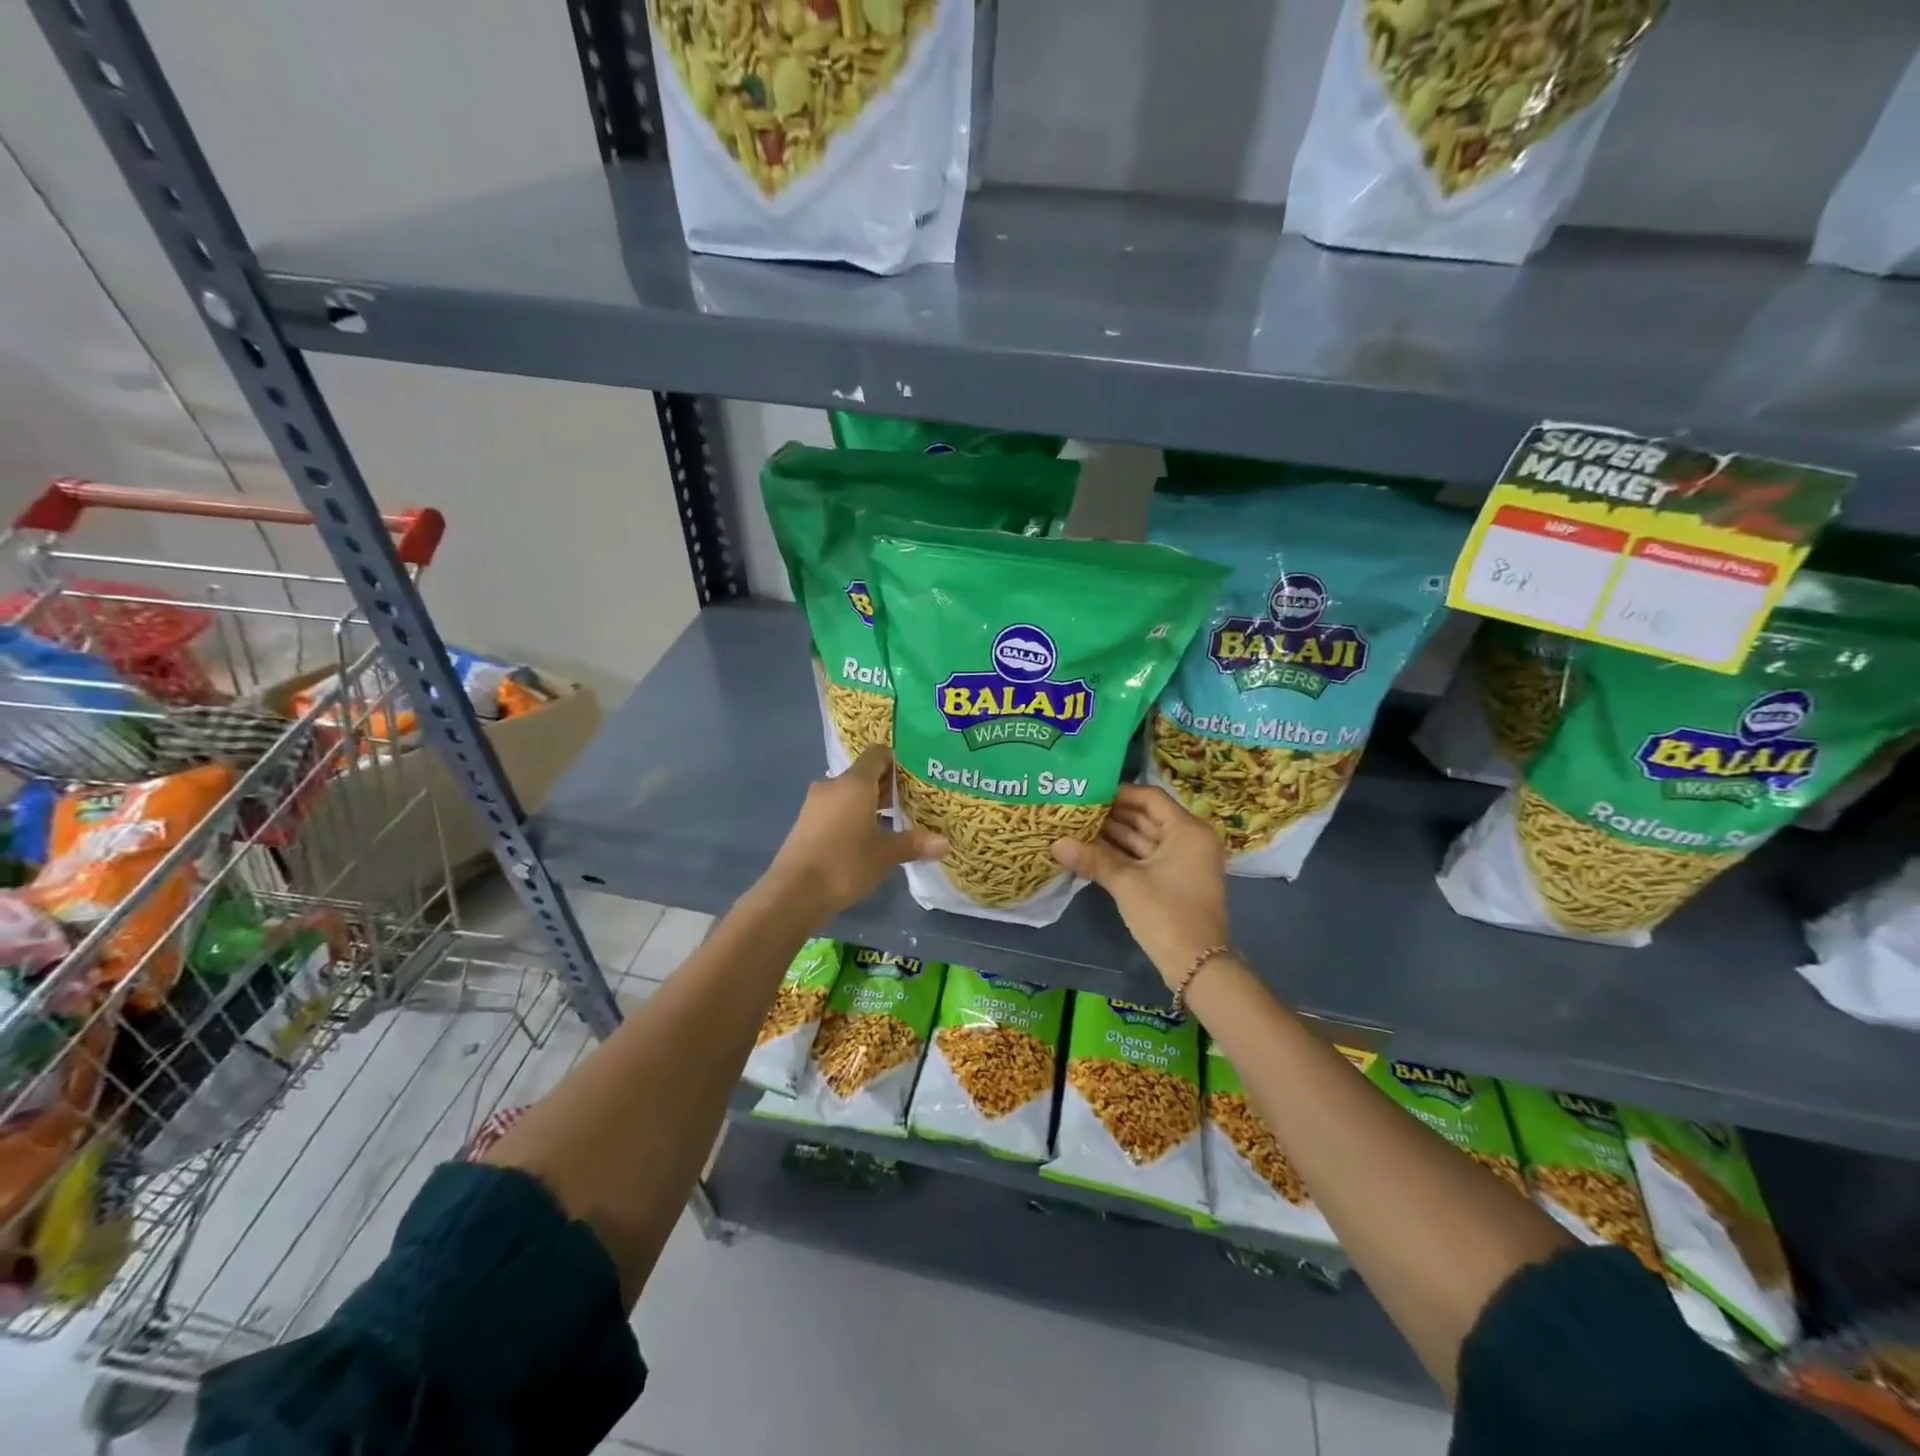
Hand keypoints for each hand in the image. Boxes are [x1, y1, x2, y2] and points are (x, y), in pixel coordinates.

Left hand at [764, 747, 945, 919]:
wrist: (794, 892)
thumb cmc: (845, 863)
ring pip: (849, 793)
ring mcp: (815, 803)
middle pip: (864, 774)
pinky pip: (835, 809)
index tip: (915, 779)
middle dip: (887, 787)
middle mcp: (833, 785)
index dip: (897, 762)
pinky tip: (865, 839)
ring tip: (892, 823)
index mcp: (854, 783)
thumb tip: (945, 842)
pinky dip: (852, 816)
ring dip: (869, 804)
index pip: (877, 754)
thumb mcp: (885, 855)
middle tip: (912, 803)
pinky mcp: (806, 822)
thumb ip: (914, 843)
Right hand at [1052, 785, 1228, 986]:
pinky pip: (1146, 857)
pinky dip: (1122, 854)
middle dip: (1111, 815)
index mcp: (1187, 830)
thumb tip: (1055, 843)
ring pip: (1144, 839)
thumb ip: (1092, 858)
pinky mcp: (1175, 880)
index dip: (1119, 793)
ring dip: (1114, 835)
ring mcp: (1183, 861)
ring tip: (1077, 827)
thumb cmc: (1166, 914)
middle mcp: (1189, 839)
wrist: (1197, 965)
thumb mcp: (1127, 883)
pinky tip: (1091, 851)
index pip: (1150, 797)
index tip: (1088, 793)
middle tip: (1076, 809)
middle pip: (1146, 817)